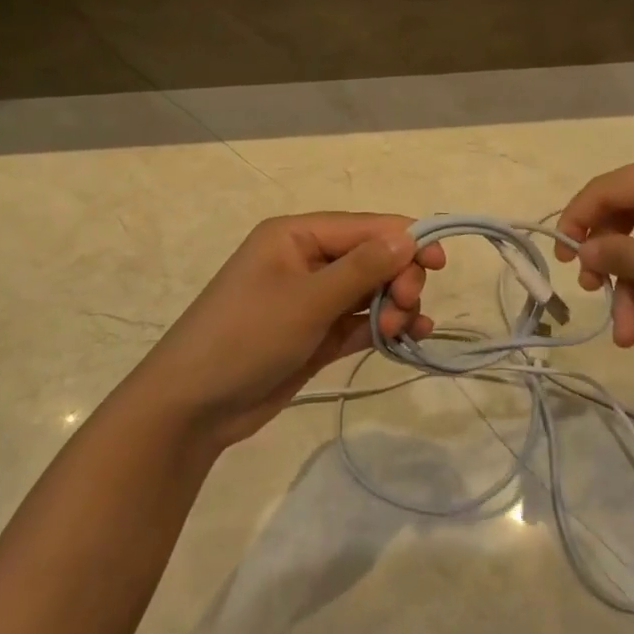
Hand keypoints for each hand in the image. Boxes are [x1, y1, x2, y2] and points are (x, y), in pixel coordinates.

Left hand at [132, 213, 446, 447]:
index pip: (364, 226)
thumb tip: (409, 234)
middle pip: (372, 256)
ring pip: (369, 290)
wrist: (192, 407)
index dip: (406, 239)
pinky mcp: (315, 335)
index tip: (441, 263)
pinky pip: (359, 321)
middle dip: (397, 278)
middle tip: (404, 308)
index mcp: (296, 235)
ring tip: (401, 330)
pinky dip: (383, 327)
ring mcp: (311, 299)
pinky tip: (409, 338)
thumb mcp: (306, 300)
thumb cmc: (245, 337)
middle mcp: (306, 260)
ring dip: (394, 305)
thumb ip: (361, 268)